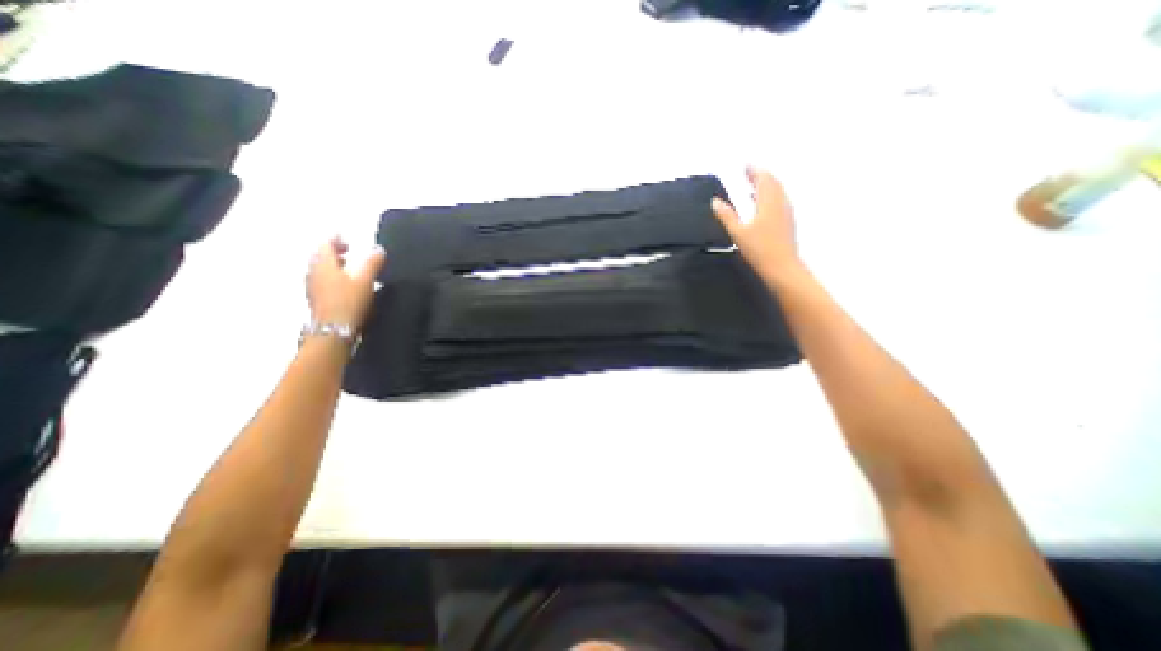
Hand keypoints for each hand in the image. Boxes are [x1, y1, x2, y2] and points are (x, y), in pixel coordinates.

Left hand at [306, 236, 387, 330]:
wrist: (334, 330)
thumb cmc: (349, 301)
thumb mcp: (365, 280)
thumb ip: (372, 263)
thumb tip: (378, 249)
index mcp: (323, 264)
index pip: (325, 244)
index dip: (335, 238)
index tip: (346, 237)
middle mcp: (313, 272)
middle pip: (320, 256)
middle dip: (333, 251)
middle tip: (348, 250)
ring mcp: (313, 287)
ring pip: (320, 269)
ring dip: (333, 264)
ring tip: (348, 266)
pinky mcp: (316, 300)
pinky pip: (322, 281)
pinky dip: (332, 276)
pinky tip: (344, 284)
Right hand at [713, 165, 802, 281]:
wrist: (782, 267)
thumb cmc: (759, 249)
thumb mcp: (738, 232)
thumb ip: (726, 216)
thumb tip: (715, 202)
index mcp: (769, 202)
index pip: (764, 179)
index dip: (754, 170)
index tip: (745, 165)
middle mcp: (781, 203)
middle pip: (773, 183)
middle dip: (760, 176)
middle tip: (748, 173)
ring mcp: (786, 212)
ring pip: (778, 192)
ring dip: (766, 186)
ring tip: (752, 187)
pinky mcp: (788, 222)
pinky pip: (779, 201)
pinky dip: (769, 196)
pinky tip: (761, 205)